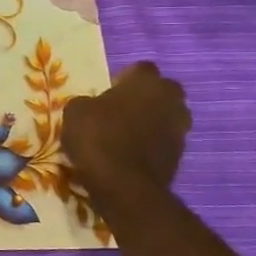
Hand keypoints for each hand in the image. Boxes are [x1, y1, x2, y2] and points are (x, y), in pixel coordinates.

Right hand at [62, 62, 191, 208]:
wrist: (124, 186)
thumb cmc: (98, 138)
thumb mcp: (75, 112)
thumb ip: (87, 102)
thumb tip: (92, 106)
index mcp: (147, 81)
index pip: (140, 69)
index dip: (124, 78)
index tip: (108, 91)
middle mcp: (170, 99)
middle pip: (161, 91)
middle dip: (145, 98)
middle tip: (120, 110)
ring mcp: (179, 129)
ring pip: (165, 117)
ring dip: (150, 122)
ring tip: (125, 134)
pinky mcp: (180, 156)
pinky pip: (163, 141)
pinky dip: (151, 145)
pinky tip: (130, 154)